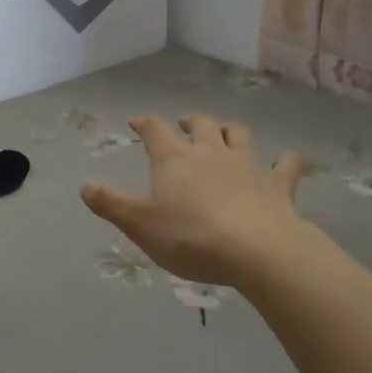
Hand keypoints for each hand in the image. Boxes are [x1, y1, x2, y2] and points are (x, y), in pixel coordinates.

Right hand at [81, 114, 306, 285]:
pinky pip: (285, 165)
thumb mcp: (140, 225)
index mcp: (174, 160)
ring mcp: (247, 165)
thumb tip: (84, 185)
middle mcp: (210, 153)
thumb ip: (111, 204)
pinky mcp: (278, 185)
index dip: (145, 124)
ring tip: (225, 133)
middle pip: (200, 124)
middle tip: (184, 123)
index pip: (155, 131)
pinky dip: (285, 161)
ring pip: (238, 134)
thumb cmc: (190, 237)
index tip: (137, 121)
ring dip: (230, 131)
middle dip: (190, 121)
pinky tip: (287, 160)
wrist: (256, 250)